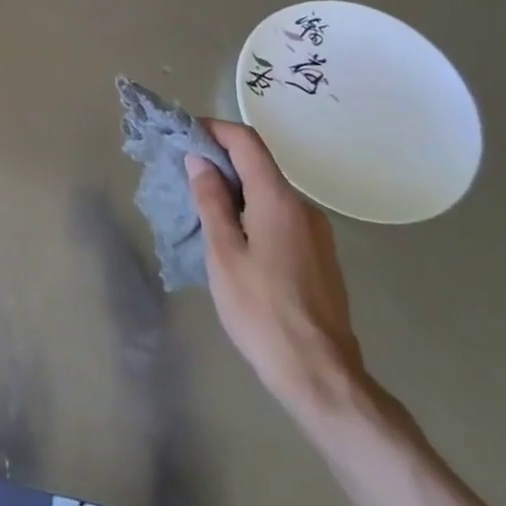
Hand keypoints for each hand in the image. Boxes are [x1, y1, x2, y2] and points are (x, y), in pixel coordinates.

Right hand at [186, 120, 366, 423]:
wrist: (322, 375)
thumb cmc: (262, 311)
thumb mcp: (223, 253)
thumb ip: (211, 201)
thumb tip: (199, 159)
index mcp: (278, 199)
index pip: (246, 141)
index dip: (214, 130)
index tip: (184, 136)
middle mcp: (303, 207)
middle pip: (258, 165)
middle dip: (220, 161)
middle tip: (184, 175)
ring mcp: (316, 232)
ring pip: (269, 193)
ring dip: (235, 190)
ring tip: (203, 210)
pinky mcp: (320, 256)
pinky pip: (280, 216)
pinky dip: (252, 212)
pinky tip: (233, 239)